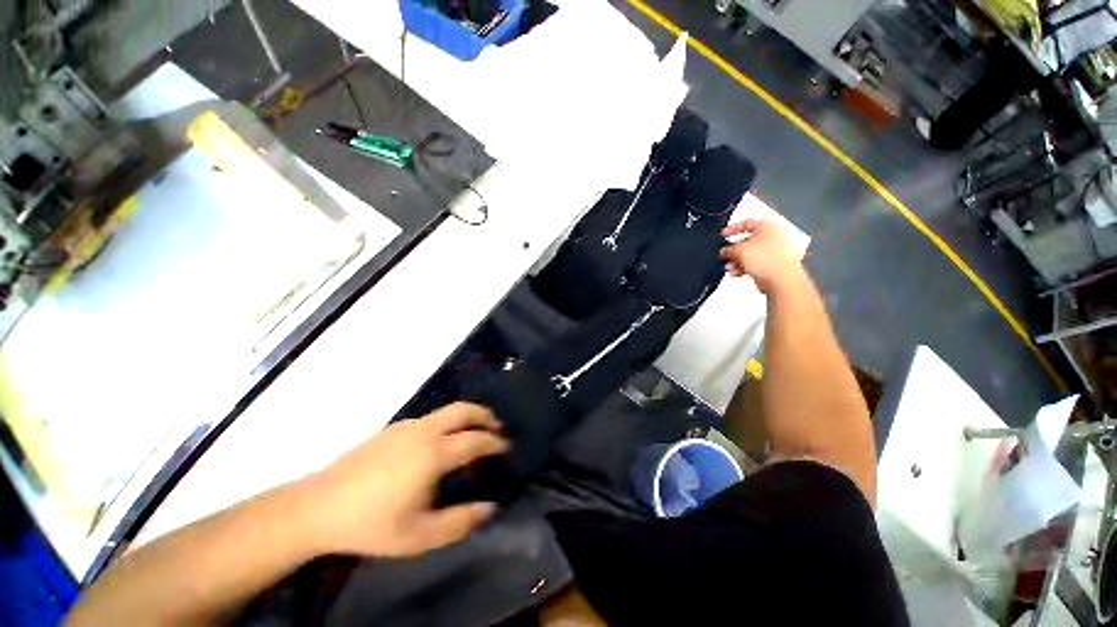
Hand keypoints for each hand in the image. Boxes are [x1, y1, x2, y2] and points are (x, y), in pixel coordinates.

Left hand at [299, 402, 508, 557]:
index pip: (476, 440)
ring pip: (447, 410)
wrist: (317, 507)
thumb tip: (491, 507)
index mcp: (433, 454)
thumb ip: (460, 522)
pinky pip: (431, 418)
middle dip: (485, 416)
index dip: (495, 442)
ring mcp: (407, 426)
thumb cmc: (371, 524)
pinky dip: (447, 423)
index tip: (506, 448)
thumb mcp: (418, 536)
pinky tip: (440, 444)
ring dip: (467, 417)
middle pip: (464, 410)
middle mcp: (424, 431)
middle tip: (497, 429)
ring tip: (472, 435)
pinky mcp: (393, 428)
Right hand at [719, 217, 803, 293]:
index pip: (747, 222)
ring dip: (737, 260)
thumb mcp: (739, 251)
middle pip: (747, 240)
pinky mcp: (775, 262)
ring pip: (751, 252)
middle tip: (725, 255)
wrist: (781, 279)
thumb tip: (724, 251)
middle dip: (734, 250)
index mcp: (768, 225)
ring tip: (730, 267)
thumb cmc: (769, 260)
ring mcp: (776, 249)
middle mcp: (774, 235)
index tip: (723, 235)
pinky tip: (737, 272)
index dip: (732, 228)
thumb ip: (728, 249)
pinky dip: (745, 266)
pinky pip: (756, 261)